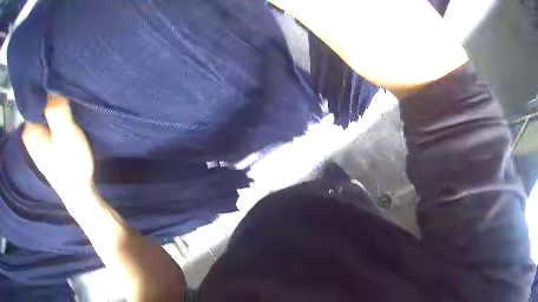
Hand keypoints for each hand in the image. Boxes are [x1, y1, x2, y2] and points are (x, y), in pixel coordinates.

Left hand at [23, 94, 93, 204]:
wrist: (80, 194)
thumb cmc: (72, 165)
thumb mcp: (65, 134)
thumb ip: (56, 109)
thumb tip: (51, 84)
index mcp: (29, 130)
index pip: (34, 97)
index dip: (47, 86)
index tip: (62, 81)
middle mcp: (29, 133)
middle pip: (39, 104)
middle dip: (51, 95)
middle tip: (67, 93)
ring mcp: (36, 140)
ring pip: (43, 111)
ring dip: (54, 105)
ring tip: (68, 101)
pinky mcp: (45, 144)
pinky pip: (47, 120)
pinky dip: (55, 114)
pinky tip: (64, 114)